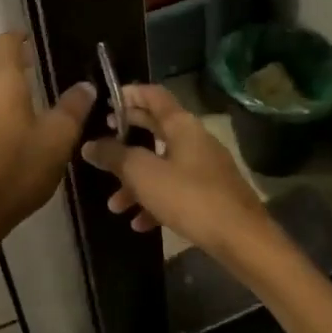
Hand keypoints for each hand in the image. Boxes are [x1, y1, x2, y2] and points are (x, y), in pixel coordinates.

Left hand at [0, 33, 94, 240]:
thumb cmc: (16, 169)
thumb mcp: (57, 139)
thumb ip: (73, 108)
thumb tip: (85, 85)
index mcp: (1, 81)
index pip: (6, 42)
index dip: (21, 37)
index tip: (37, 42)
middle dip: (13, 62)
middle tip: (38, 70)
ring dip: (2, 89)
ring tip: (27, 103)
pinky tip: (7, 136)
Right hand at [81, 83, 273, 257]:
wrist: (241, 239)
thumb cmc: (189, 197)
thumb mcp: (143, 175)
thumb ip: (114, 156)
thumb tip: (90, 145)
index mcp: (182, 125)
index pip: (153, 95)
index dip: (129, 94)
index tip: (105, 102)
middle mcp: (195, 139)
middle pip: (156, 129)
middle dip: (127, 139)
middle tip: (102, 144)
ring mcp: (205, 167)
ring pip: (162, 165)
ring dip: (136, 181)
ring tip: (114, 205)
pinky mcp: (211, 194)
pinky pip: (176, 190)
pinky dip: (156, 201)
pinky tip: (140, 224)